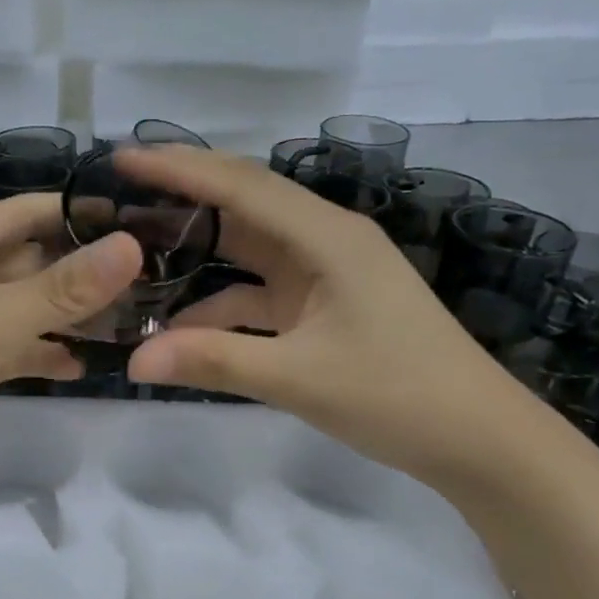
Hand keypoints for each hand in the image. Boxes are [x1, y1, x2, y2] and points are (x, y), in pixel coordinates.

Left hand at [0, 194, 143, 488]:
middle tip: (153, 286)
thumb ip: (63, 288)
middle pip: (34, 259)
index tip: (147, 225)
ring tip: (130, 327)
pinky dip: (38, 353)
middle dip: (86, 272)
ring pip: (23, 307)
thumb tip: (133, 246)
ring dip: (67, 316)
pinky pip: (6, 347)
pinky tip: (79, 367)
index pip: (35, 210)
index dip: (86, 214)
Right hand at [121, 147, 538, 488]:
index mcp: (328, 237)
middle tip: (120, 193)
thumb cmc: (399, 397)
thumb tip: (134, 361)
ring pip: (248, 248)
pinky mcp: (324, 305)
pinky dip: (221, 302)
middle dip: (182, 195)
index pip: (241, 186)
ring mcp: (326, 273)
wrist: (478, 440)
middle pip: (243, 203)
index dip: (179, 168)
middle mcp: (325, 241)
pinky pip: (260, 290)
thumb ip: (213, 361)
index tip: (122, 157)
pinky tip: (181, 325)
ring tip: (137, 254)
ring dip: (198, 252)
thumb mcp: (299, 378)